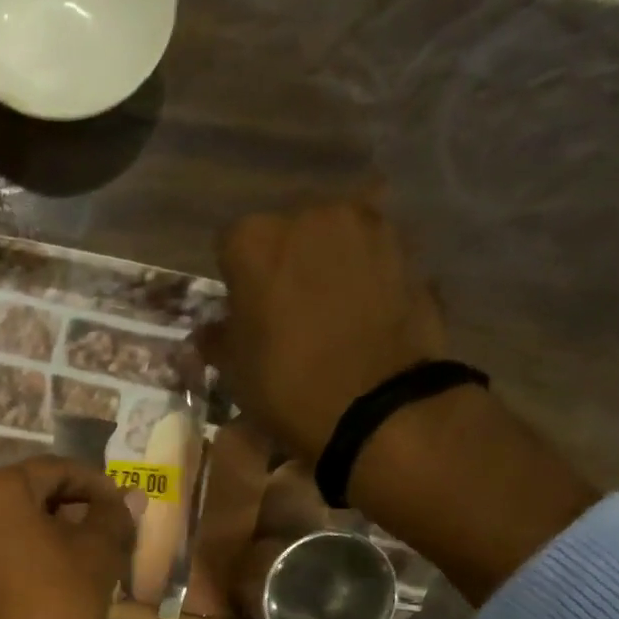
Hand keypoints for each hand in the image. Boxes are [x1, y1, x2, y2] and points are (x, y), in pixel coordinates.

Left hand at [0, 457, 133, 618]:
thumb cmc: (55, 605)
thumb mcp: (98, 555)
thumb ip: (114, 516)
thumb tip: (124, 499)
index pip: (55, 470)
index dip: (95, 483)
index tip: (122, 504)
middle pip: (28, 494)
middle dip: (70, 506)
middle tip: (105, 527)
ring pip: (9, 524)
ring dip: (47, 531)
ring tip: (82, 553)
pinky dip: (23, 553)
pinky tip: (50, 576)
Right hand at [203, 189, 443, 463]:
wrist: (375, 403)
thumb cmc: (286, 383)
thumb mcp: (235, 369)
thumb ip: (219, 338)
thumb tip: (209, 331)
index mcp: (254, 241)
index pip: (230, 245)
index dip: (234, 277)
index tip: (240, 306)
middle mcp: (310, 214)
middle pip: (288, 228)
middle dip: (284, 258)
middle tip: (285, 304)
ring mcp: (367, 225)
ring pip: (336, 232)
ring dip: (329, 257)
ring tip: (330, 302)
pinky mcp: (409, 248)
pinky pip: (374, 252)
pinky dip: (367, 270)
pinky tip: (365, 306)